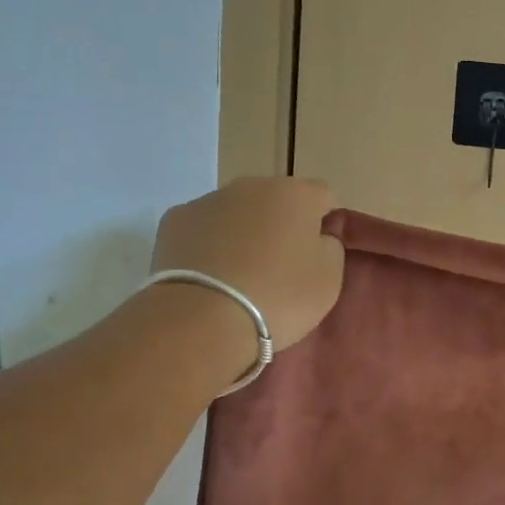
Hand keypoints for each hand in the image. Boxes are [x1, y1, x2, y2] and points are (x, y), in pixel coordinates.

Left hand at [153, 176, 344, 354]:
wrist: (204, 319)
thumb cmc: (280, 297)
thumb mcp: (329, 279)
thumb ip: (330, 247)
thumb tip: (317, 236)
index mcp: (296, 194)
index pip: (323, 196)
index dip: (324, 224)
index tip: (317, 256)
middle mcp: (251, 186)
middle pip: (276, 200)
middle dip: (280, 226)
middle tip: (280, 268)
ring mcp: (208, 200)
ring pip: (237, 213)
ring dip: (244, 234)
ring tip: (241, 278)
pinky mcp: (174, 221)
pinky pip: (204, 229)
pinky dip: (209, 245)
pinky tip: (211, 277)